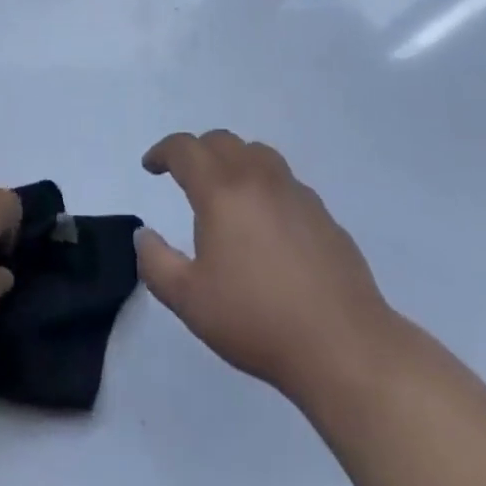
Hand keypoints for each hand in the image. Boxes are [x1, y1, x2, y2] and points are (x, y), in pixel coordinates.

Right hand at [136, 130, 404, 406]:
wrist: (342, 345)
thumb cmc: (257, 320)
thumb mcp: (190, 300)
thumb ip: (156, 263)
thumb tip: (143, 235)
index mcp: (222, 189)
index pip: (185, 149)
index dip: (162, 151)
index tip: (150, 166)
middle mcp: (258, 177)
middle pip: (221, 141)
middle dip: (196, 151)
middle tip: (184, 176)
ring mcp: (295, 191)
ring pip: (256, 153)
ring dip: (233, 160)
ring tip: (226, 190)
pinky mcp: (322, 213)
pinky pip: (284, 181)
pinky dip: (264, 184)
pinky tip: (266, 222)